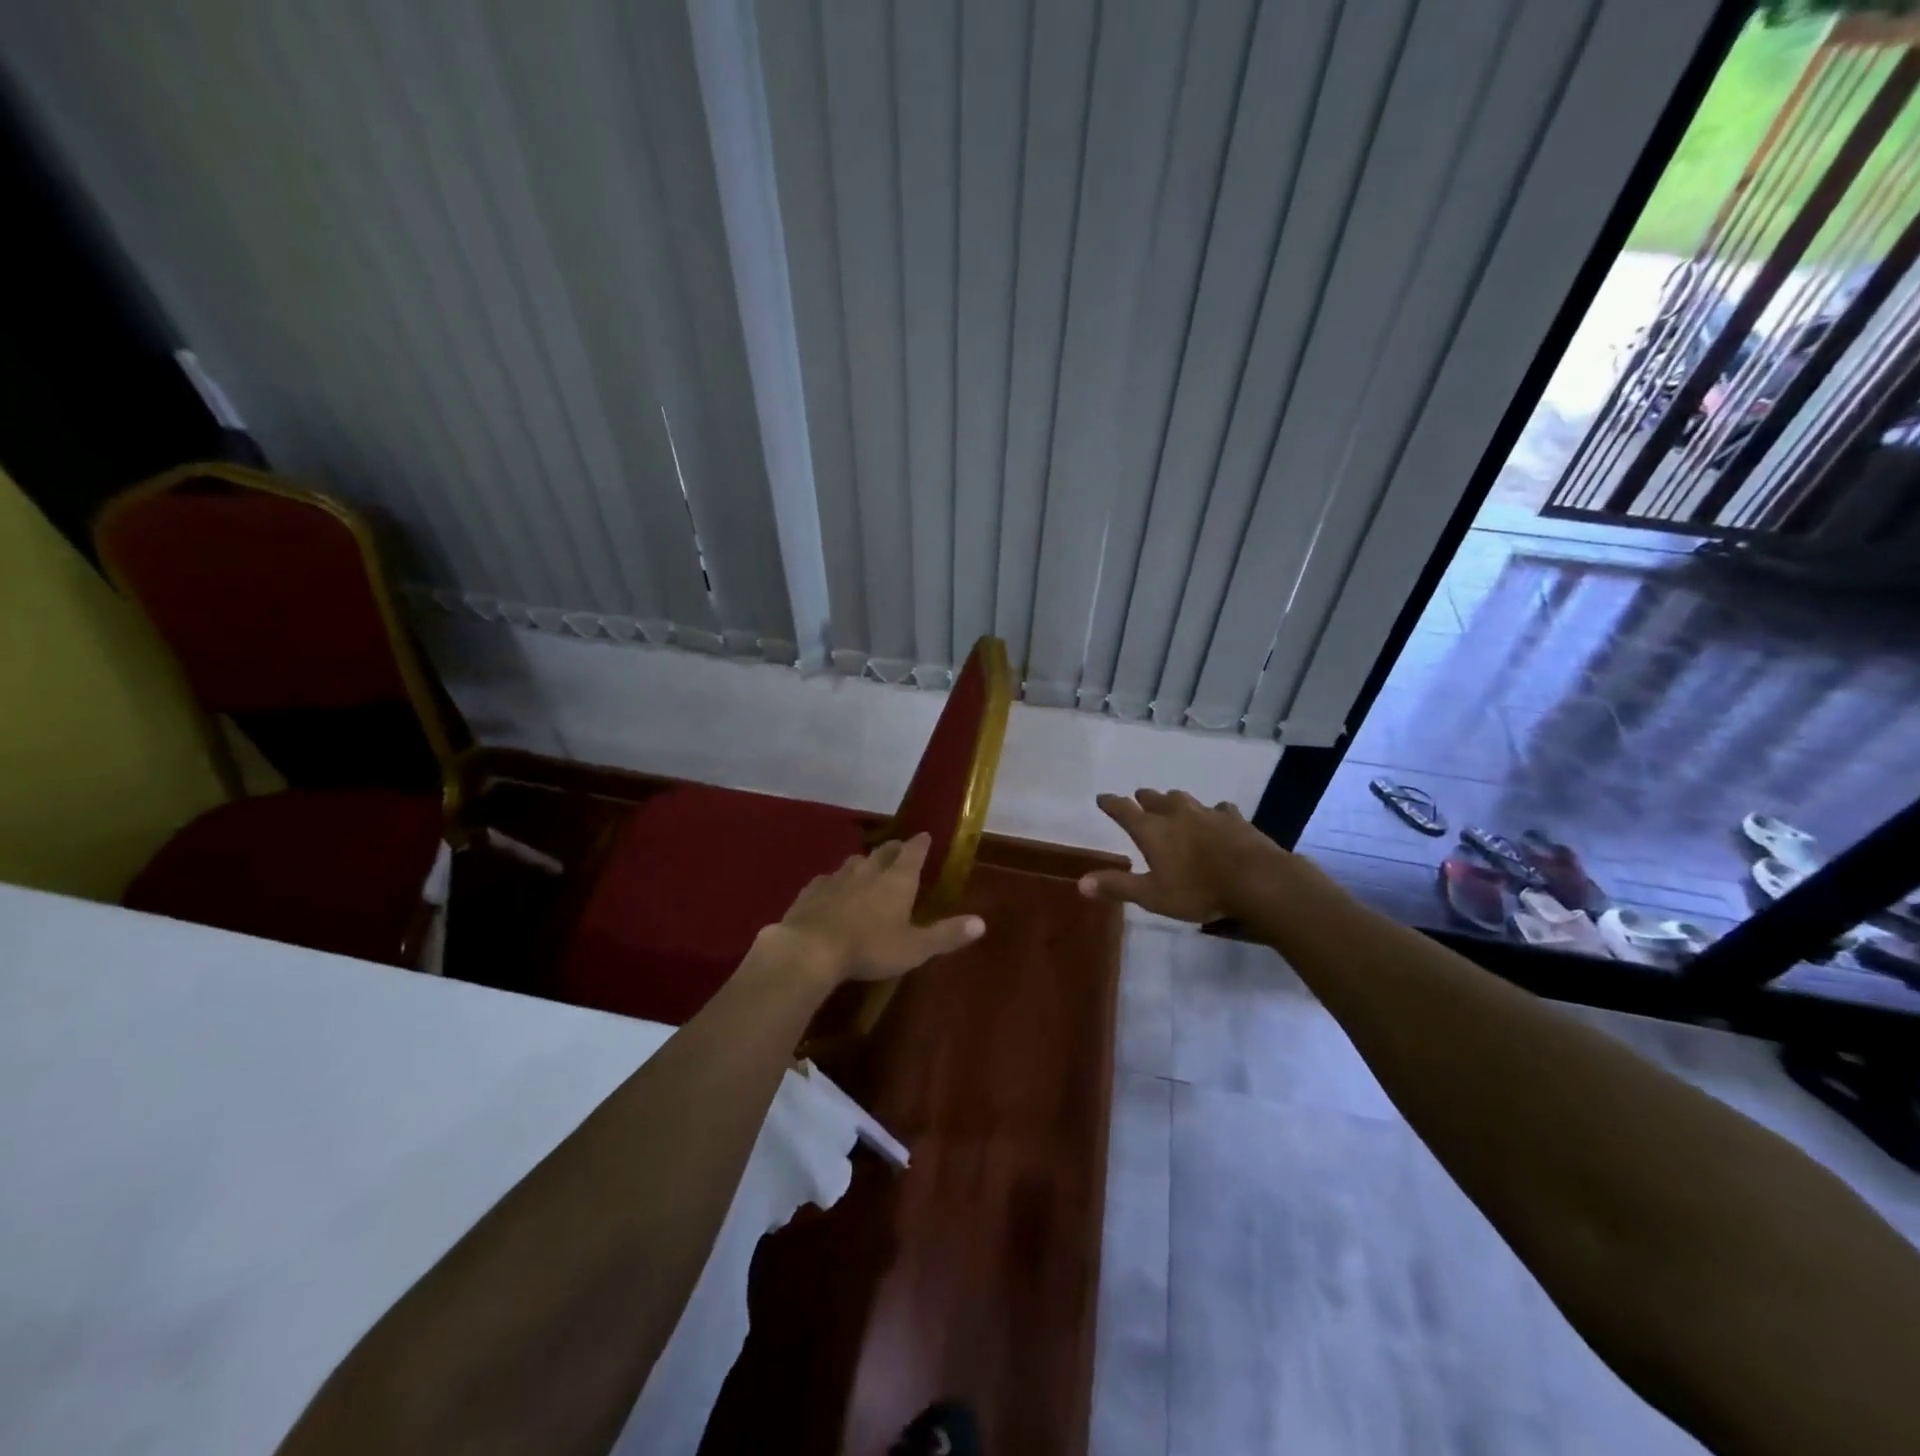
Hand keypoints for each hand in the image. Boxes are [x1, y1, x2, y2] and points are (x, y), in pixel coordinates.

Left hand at [773, 833, 985, 983]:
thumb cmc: (870, 947)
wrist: (810, 949)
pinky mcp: (811, 890)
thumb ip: (946, 934)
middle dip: (894, 849)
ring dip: (864, 862)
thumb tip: (982, 922)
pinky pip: (827, 879)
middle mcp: (868, 870)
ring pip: (854, 862)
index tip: (925, 836)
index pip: (913, 852)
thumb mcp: (915, 947)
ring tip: (868, 867)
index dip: (921, 844)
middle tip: (900, 849)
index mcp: (897, 880)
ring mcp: (837, 878)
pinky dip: (835, 881)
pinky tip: (831, 888)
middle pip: (884, 852)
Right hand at [1078, 789, 1290, 922]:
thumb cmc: (1198, 890)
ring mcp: (1207, 813)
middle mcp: (1176, 814)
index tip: (1102, 798)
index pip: (1123, 810)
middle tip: (1139, 800)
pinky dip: (1212, 812)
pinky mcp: (1235, 818)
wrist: (1256, 880)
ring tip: (1172, 805)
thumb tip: (1080, 882)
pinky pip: (1218, 809)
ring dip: (1174, 801)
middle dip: (1143, 799)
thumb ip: (1117, 887)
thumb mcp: (1152, 896)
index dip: (1111, 803)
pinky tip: (1217, 816)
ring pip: (1184, 799)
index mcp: (1152, 830)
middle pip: (1154, 798)